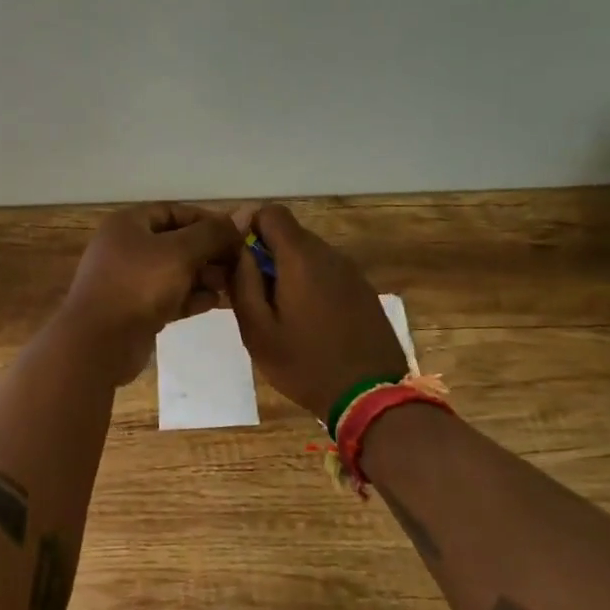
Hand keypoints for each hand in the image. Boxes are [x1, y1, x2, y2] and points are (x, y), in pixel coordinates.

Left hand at [60, 203, 241, 383]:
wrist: (99, 343)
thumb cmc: (139, 285)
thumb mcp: (180, 252)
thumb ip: (212, 234)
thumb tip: (241, 217)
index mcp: (128, 225)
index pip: (174, 212)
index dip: (207, 220)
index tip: (238, 234)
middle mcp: (126, 248)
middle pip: (176, 243)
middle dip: (209, 252)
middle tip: (241, 263)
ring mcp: (129, 281)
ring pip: (174, 272)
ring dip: (204, 276)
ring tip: (232, 284)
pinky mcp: (135, 310)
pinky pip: (169, 297)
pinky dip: (191, 298)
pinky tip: (216, 303)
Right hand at [229, 203, 406, 420]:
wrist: (371, 397)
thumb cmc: (304, 364)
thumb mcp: (257, 329)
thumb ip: (243, 282)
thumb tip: (238, 248)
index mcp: (300, 258)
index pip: (271, 212)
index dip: (249, 227)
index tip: (240, 260)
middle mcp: (329, 255)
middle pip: (290, 234)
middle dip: (267, 255)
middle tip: (256, 296)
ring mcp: (352, 273)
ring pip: (309, 255)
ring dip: (289, 272)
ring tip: (281, 314)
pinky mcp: (364, 291)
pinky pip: (328, 274)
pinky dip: (311, 285)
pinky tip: (309, 322)